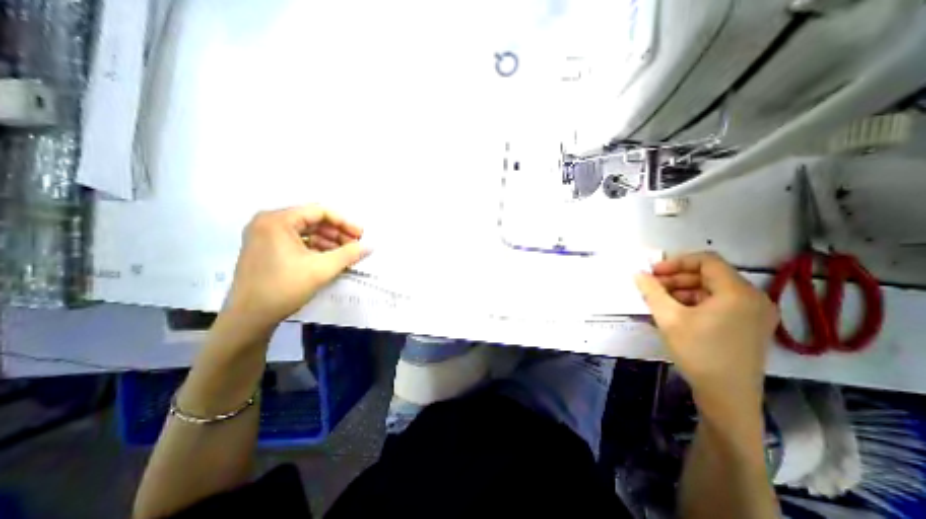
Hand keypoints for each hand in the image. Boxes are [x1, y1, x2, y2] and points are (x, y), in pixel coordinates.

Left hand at [221, 206, 368, 334]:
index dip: (344, 222)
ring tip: (345, 254)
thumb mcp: (323, 269)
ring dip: (328, 241)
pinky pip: (296, 241)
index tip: (361, 236)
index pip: (319, 211)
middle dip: (337, 233)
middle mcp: (268, 222)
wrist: (248, 318)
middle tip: (355, 245)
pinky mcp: (265, 249)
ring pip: (305, 231)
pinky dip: (315, 248)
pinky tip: (329, 259)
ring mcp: (264, 236)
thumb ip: (349, 254)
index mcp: (277, 220)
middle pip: (312, 220)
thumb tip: (370, 246)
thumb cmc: (284, 287)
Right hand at [633, 253, 776, 410]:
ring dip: (684, 290)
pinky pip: (720, 303)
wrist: (727, 397)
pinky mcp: (750, 326)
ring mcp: (755, 314)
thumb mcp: (668, 318)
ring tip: (661, 301)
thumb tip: (638, 274)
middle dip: (677, 278)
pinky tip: (677, 312)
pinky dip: (697, 302)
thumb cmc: (698, 352)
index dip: (676, 262)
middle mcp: (753, 298)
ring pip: (713, 289)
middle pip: (710, 275)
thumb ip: (652, 291)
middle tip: (653, 287)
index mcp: (737, 292)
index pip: (706, 260)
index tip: (653, 273)